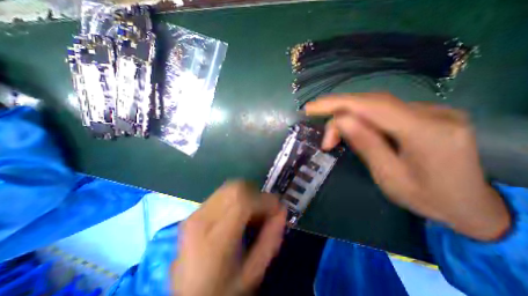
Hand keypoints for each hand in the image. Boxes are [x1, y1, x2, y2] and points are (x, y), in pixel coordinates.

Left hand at [171, 181, 286, 295]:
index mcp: (214, 239)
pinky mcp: (195, 211)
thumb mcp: (253, 272)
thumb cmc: (222, 290)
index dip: (264, 200)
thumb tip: (282, 209)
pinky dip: (237, 197)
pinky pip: (223, 193)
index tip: (276, 208)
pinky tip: (240, 213)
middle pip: (235, 188)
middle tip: (264, 211)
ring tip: (252, 212)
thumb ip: (271, 239)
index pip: (242, 201)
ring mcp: (196, 212)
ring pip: (230, 186)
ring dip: (247, 194)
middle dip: (256, 194)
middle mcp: (201, 219)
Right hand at [306, 92, 511, 239]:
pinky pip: (383, 110)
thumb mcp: (388, 176)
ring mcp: (431, 110)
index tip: (310, 108)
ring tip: (334, 138)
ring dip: (348, 118)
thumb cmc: (426, 198)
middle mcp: (432, 112)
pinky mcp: (424, 114)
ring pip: (375, 104)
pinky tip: (352, 130)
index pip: (371, 106)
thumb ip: (366, 144)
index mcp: (426, 132)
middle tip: (324, 137)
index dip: (336, 103)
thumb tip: (341, 120)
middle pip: (371, 102)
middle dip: (338, 113)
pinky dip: (360, 118)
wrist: (469, 204)